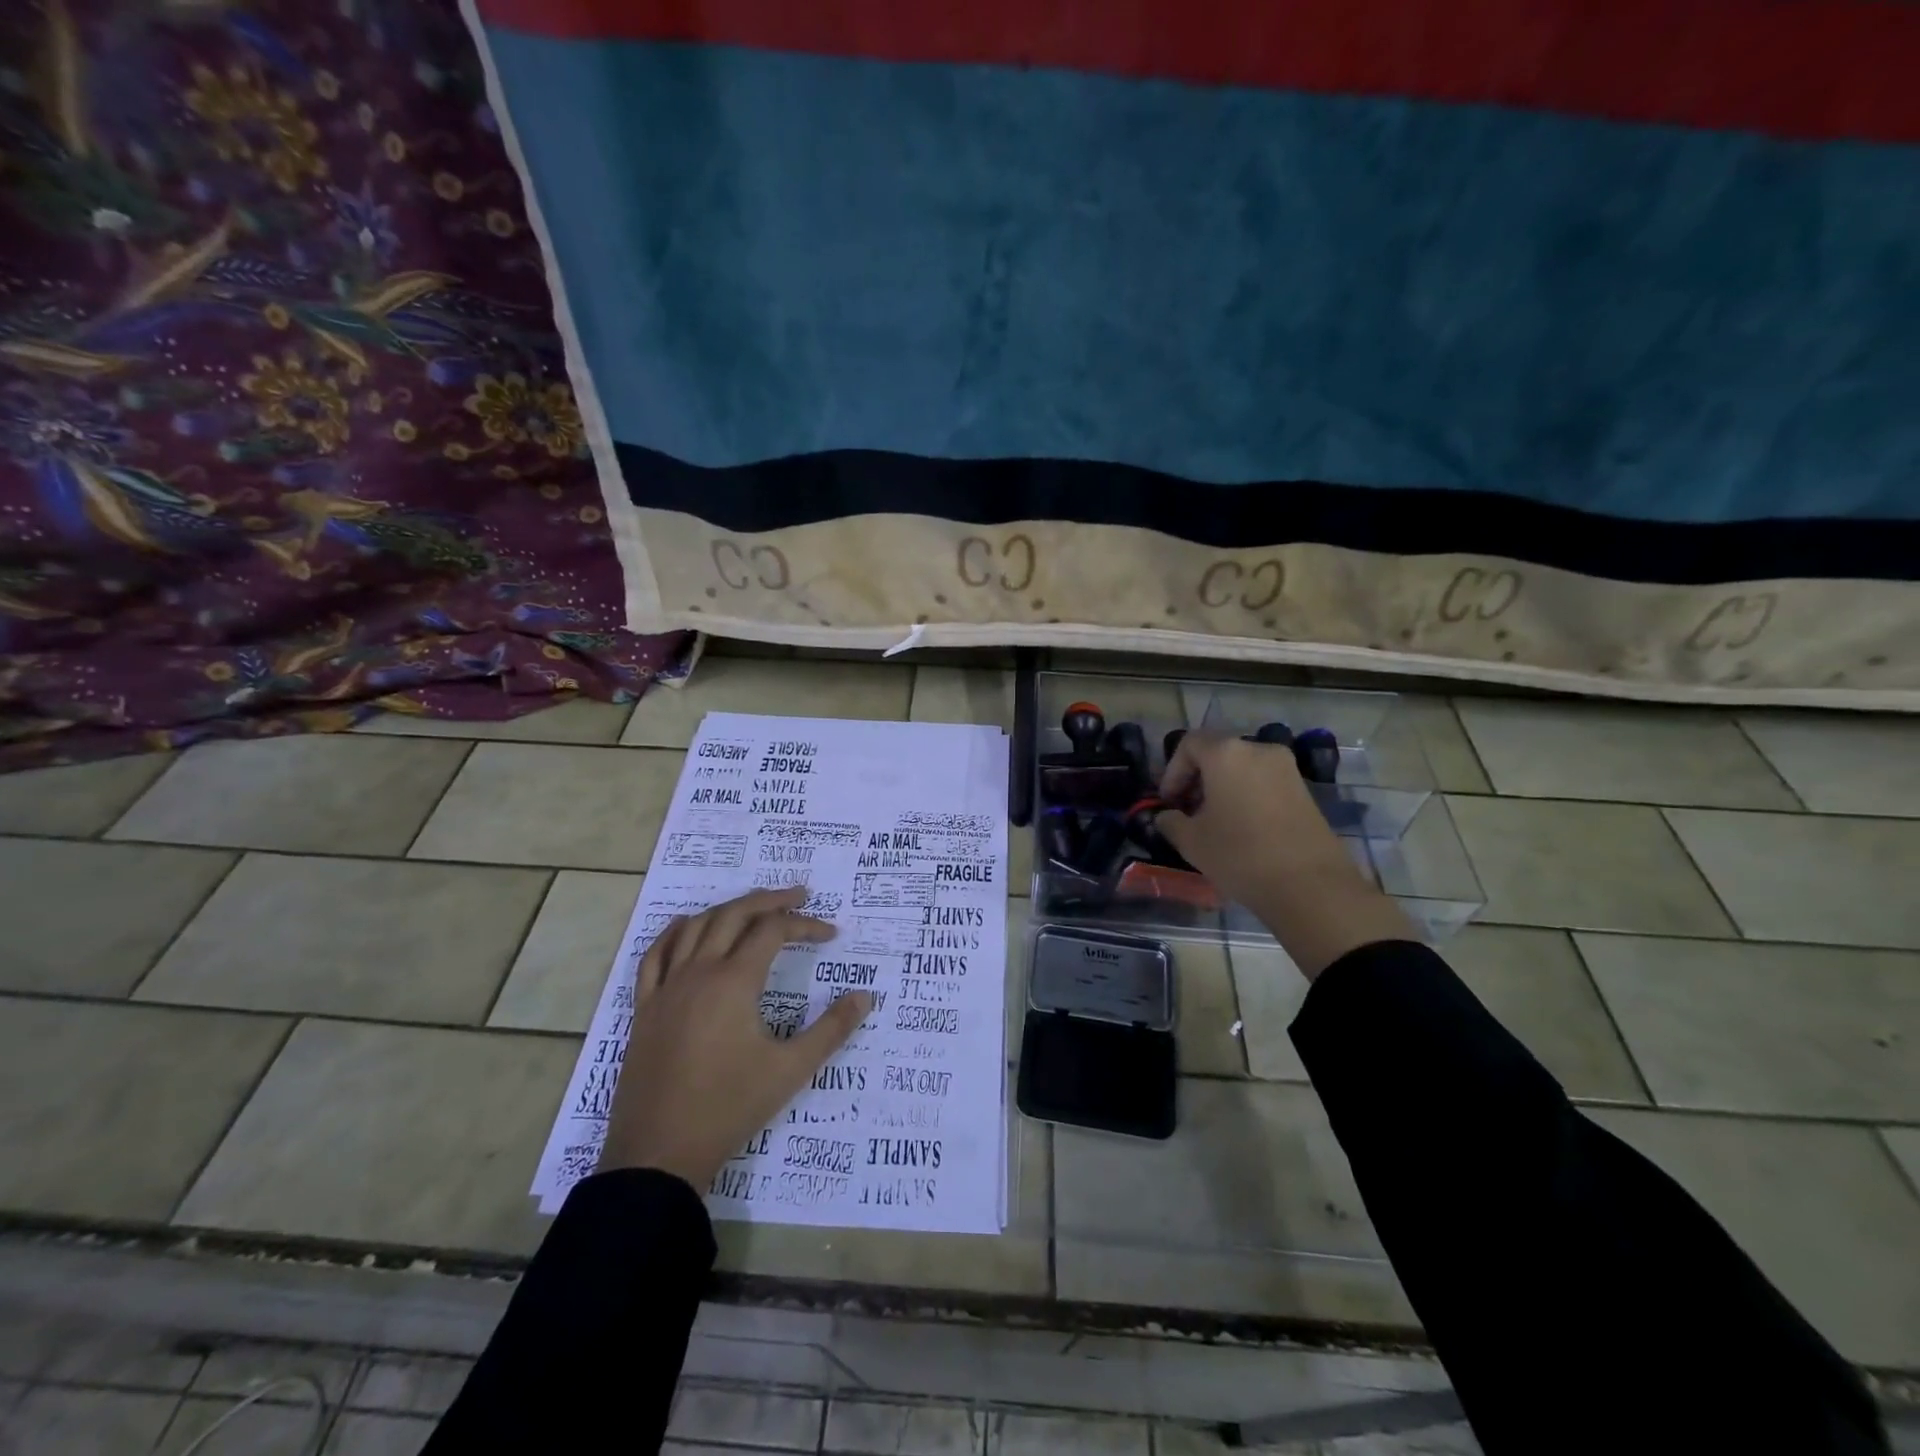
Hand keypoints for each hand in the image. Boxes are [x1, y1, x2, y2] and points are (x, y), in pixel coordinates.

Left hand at [598, 886, 870, 1188]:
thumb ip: (831, 1029)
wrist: (659, 1154)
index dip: (805, 925)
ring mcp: (666, 988)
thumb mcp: (791, 1070)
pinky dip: (675, 932)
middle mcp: (699, 972)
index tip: (831, 935)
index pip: (773, 931)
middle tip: (799, 896)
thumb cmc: (730, 1108)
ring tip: (755, 908)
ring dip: (728, 909)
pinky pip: (655, 955)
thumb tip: (865, 996)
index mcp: (734, 981)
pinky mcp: (645, 1008)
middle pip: (734, 914)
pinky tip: (687, 926)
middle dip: (770, 900)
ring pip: (696, 926)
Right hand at [1156, 733, 1415, 977]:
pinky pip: (1263, 782)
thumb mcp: (1191, 841)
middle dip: (1197, 779)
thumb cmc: (1240, 854)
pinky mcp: (1304, 790)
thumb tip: (1167, 817)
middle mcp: (1258, 750)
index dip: (1172, 771)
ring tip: (1213, 822)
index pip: (1189, 744)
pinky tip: (1241, 828)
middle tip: (1187, 811)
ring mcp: (1286, 768)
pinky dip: (1246, 795)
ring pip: (1242, 768)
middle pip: (1217, 753)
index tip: (1168, 802)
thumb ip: (1171, 821)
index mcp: (1226, 753)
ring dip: (1222, 788)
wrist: (1310, 886)